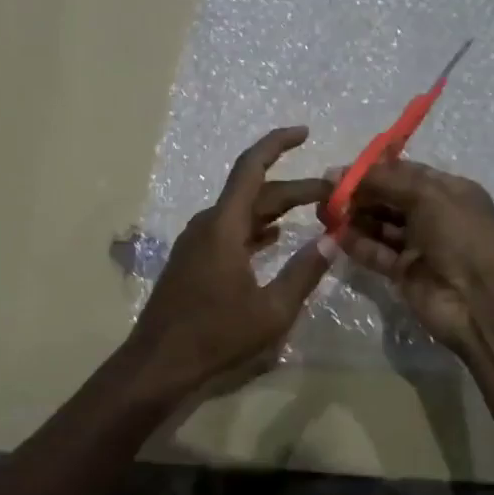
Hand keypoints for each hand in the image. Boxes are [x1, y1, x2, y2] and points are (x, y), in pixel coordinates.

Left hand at [129, 127, 333, 396]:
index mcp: (224, 226)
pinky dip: (257, 229)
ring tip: (314, 212)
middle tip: (333, 196)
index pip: (252, 168)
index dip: (278, 144)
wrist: (160, 362)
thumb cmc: (216, 335)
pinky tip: (276, 237)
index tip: (305, 132)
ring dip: (277, 210)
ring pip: (243, 213)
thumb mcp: (272, 310)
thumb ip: (304, 272)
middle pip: (255, 193)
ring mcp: (198, 242)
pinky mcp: (194, 260)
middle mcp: (208, 224)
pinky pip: (231, 232)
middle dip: (295, 189)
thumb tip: (332, 241)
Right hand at [333, 159, 493, 352]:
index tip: (337, 174)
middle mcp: (434, 215)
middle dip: (358, 195)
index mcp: (448, 191)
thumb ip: (384, 181)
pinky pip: (376, 253)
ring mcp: (419, 246)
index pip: (404, 173)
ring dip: (354, 218)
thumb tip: (339, 173)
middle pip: (388, 198)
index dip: (371, 172)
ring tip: (324, 214)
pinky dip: (357, 244)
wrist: (480, 302)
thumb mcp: (427, 196)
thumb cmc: (460, 237)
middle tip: (324, 196)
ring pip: (379, 225)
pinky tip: (335, 237)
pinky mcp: (404, 272)